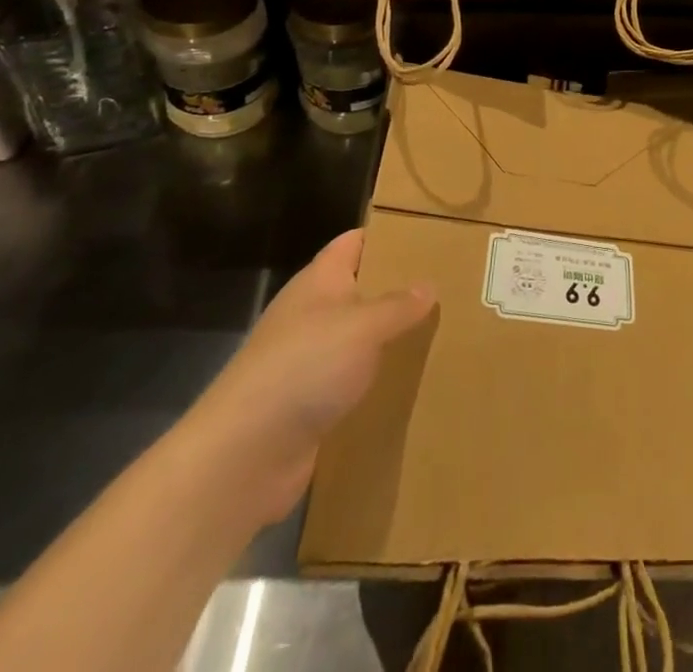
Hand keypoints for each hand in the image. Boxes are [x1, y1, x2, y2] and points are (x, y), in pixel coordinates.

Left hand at [182, 229, 433, 524]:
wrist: (243, 456)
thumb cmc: (304, 368)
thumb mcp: (363, 327)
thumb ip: (399, 305)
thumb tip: (429, 286)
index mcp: (319, 282)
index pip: (354, 242)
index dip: (388, 235)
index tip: (430, 235)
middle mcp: (311, 315)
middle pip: (360, 290)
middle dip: (398, 288)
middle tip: (449, 284)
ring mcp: (307, 361)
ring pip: (359, 338)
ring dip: (390, 338)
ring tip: (442, 331)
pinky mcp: (309, 404)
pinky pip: (352, 381)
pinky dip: (377, 380)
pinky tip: (412, 383)